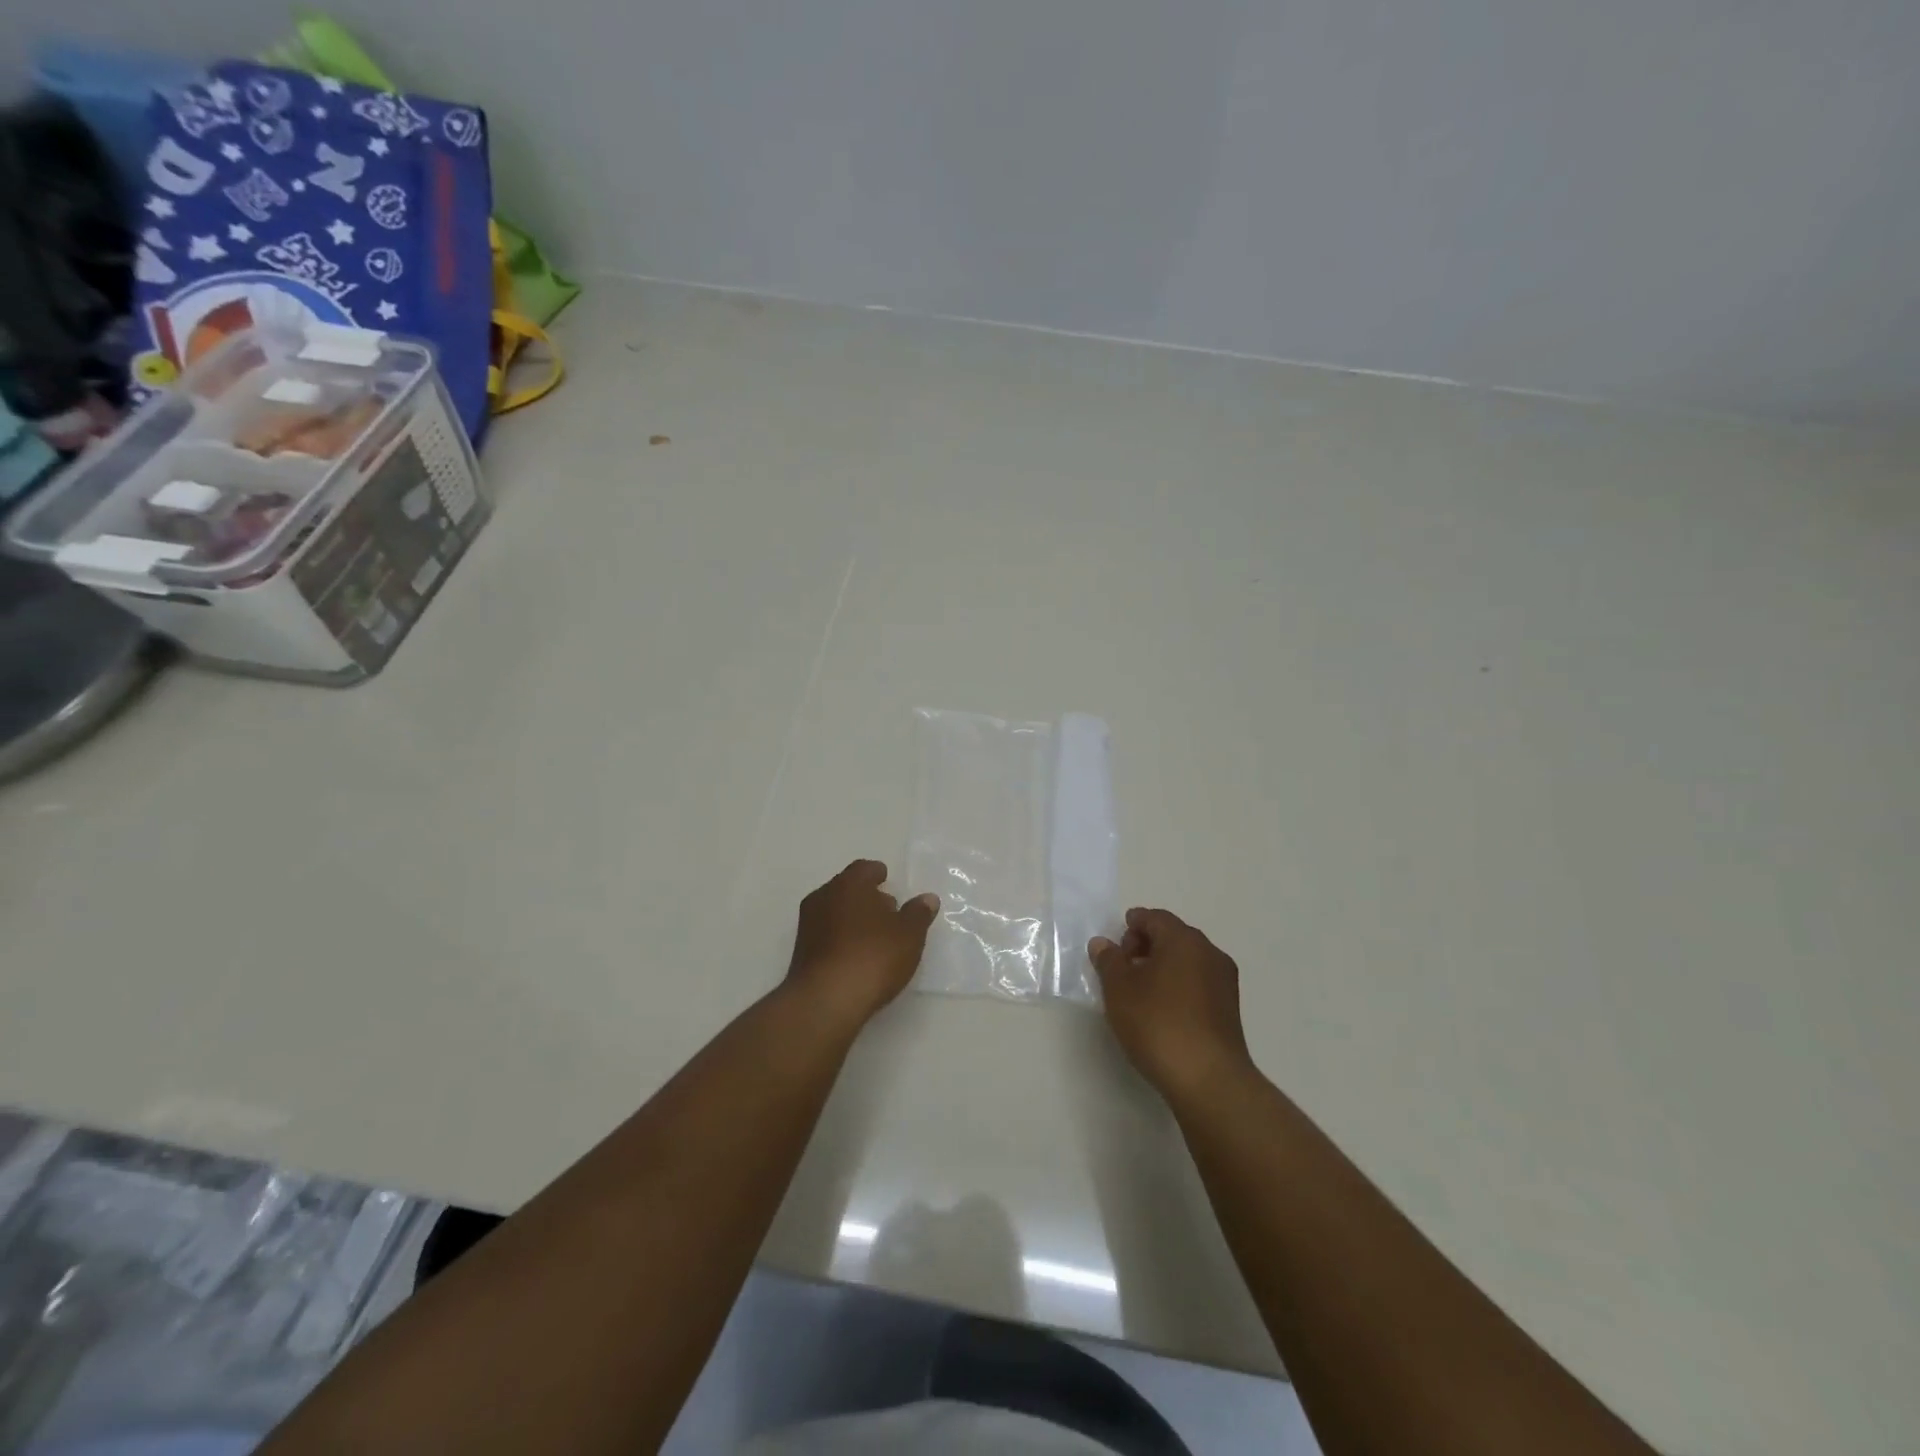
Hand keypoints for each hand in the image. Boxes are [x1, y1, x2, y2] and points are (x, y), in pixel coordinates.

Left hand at [785, 860, 938, 1029]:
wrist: (825, 1001)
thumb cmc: (872, 956)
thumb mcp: (908, 935)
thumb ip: (918, 914)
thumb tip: (927, 898)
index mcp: (849, 884)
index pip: (864, 868)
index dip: (878, 874)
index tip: (888, 881)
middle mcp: (823, 897)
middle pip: (847, 888)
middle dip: (866, 896)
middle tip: (888, 910)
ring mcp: (808, 925)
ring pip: (834, 911)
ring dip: (853, 918)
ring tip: (876, 936)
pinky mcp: (801, 952)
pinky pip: (827, 934)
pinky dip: (841, 938)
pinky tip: (857, 955)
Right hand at [1090, 908, 1254, 1100]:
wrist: (1208, 1079)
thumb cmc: (1157, 1023)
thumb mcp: (1119, 989)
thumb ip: (1108, 960)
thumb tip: (1103, 943)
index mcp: (1183, 939)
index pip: (1155, 918)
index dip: (1132, 924)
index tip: (1115, 941)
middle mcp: (1209, 953)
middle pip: (1173, 936)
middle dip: (1146, 945)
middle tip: (1122, 965)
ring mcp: (1224, 982)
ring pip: (1187, 961)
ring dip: (1163, 967)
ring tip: (1138, 990)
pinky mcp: (1229, 1010)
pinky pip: (1198, 984)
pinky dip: (1178, 986)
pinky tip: (1161, 1009)